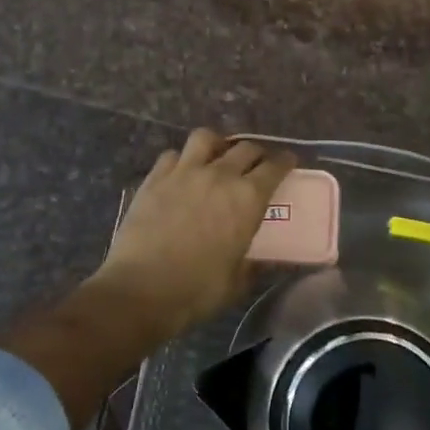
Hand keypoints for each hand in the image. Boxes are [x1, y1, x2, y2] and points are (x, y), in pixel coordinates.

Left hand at [93, 129, 296, 335]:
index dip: (284, 162)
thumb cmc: (197, 290)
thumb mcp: (237, 283)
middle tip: (257, 164)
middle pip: (244, 148)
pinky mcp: (155, 178)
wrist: (141, 289)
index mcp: (248, 199)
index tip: (288, 162)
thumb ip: (253, 266)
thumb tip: (263, 263)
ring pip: (205, 138)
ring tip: (216, 157)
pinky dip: (182, 159)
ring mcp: (184, 172)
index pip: (274, 167)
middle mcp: (219, 175)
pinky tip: (181, 172)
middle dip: (256, 153)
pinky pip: (173, 154)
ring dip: (217, 144)